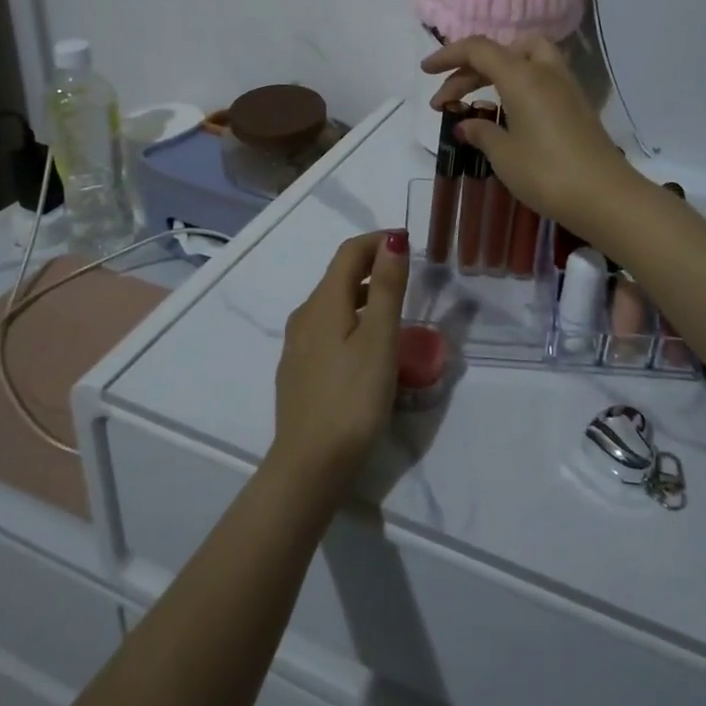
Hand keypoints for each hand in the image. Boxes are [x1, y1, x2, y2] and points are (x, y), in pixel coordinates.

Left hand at [271, 231, 410, 490]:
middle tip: (407, 272)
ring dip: (363, 294)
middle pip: (339, 275)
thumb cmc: (352, 397)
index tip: (408, 243)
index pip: (349, 252)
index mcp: (323, 302)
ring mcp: (297, 345)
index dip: (378, 240)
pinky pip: (327, 329)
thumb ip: (387, 287)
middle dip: (372, 265)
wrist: (310, 465)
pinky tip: (368, 345)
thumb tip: (393, 240)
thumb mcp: (379, 339)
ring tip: (394, 307)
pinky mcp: (299, 371)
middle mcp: (304, 316)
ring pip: (333, 304)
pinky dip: (351, 319)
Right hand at [423, 36, 642, 242]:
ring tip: (478, 100)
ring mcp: (566, 86)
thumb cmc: (547, 173)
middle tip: (446, 102)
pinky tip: (507, 114)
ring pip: (525, 59)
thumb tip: (466, 124)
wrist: (606, 197)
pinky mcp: (577, 105)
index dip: (448, 55)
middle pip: (501, 52)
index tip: (426, 72)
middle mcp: (545, 71)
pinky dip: (517, 85)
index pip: (478, 49)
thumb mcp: (505, 155)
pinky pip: (540, 78)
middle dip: (468, 70)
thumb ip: (482, 133)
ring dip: (497, 72)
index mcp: (522, 76)